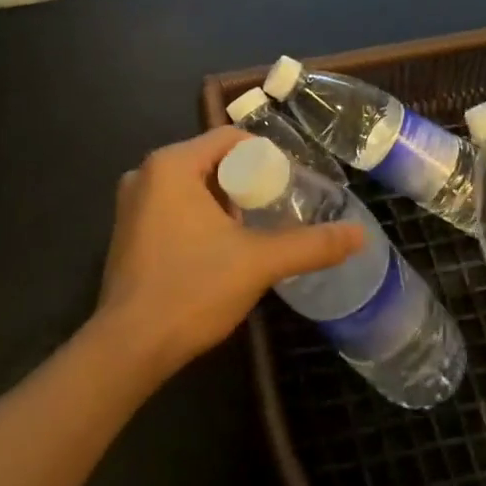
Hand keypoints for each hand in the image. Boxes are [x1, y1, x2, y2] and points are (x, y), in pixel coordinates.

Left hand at [94, 127, 363, 378]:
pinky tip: (218, 250)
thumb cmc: (192, 289)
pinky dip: (197, 218)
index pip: (229, 138)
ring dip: (221, 202)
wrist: (130, 347)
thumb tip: (360, 235)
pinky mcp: (126, 232)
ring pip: (190, 186)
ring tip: (253, 231)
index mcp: (171, 164)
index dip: (264, 156)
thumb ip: (310, 245)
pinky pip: (171, 208)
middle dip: (244, 182)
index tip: (289, 183)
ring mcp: (130, 204)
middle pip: (209, 161)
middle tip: (276, 209)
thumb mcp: (258, 263)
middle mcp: (144, 173)